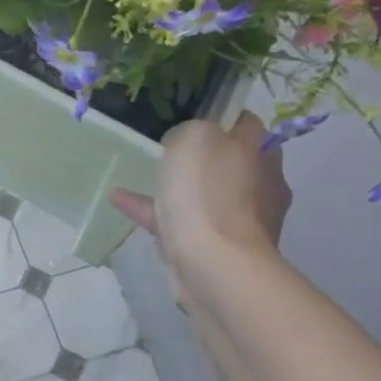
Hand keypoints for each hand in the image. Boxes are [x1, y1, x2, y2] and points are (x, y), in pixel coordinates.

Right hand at [111, 112, 291, 301]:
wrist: (215, 265)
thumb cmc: (210, 193)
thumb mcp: (195, 137)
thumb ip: (190, 129)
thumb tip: (185, 142)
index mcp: (261, 154)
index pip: (246, 124)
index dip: (220, 116)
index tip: (191, 115)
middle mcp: (259, 186)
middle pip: (228, 161)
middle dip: (201, 155)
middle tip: (167, 146)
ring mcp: (238, 221)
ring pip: (203, 195)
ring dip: (174, 185)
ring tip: (138, 174)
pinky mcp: (215, 249)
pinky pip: (178, 222)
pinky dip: (152, 211)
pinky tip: (119, 200)